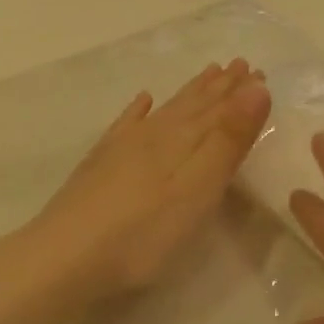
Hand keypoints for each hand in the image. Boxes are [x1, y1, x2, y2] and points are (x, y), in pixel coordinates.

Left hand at [14, 60, 271, 316]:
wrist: (63, 258)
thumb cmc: (143, 232)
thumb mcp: (199, 188)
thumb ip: (229, 139)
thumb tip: (257, 88)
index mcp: (183, 140)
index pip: (220, 109)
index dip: (241, 92)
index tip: (259, 71)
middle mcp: (155, 134)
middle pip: (194, 104)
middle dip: (220, 86)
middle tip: (239, 64)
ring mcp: (124, 147)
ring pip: (166, 110)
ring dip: (190, 92)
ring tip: (207, 73)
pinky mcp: (100, 165)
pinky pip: (126, 125)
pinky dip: (139, 110)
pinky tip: (143, 101)